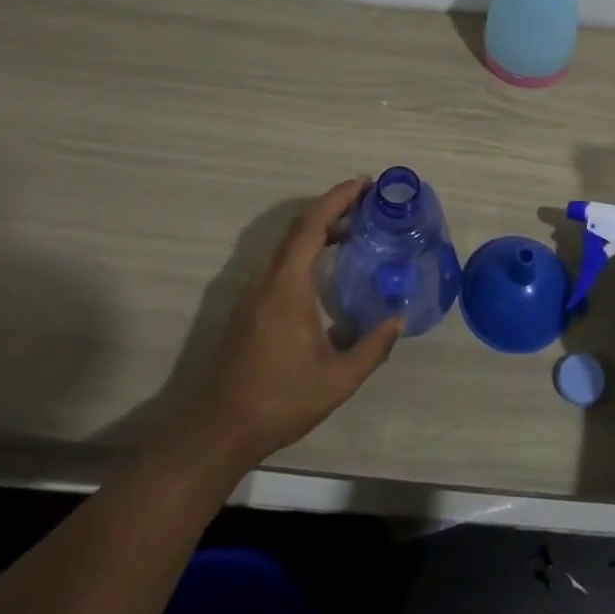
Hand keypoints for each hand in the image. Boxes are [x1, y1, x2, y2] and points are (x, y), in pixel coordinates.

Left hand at [186, 179, 402, 468]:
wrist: (217, 430)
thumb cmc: (279, 400)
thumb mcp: (337, 380)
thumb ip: (371, 348)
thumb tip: (397, 320)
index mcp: (287, 286)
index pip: (313, 226)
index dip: (338, 199)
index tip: (365, 184)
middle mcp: (267, 279)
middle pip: (299, 228)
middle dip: (333, 207)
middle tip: (368, 202)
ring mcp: (253, 293)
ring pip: (288, 245)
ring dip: (319, 229)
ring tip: (354, 230)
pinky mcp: (248, 308)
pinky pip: (280, 262)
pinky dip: (306, 250)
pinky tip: (326, 268)